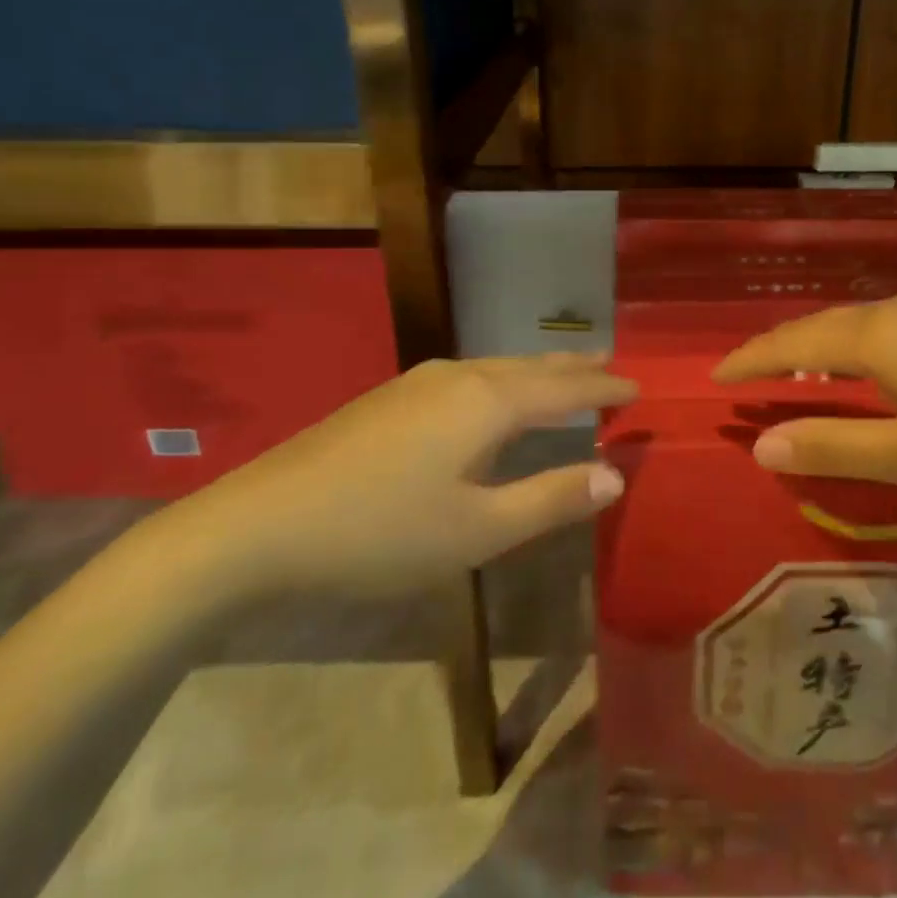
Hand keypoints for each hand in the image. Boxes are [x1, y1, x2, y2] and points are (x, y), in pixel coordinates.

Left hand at [159, 354, 636, 601]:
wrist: (258, 525)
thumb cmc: (380, 532)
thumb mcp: (477, 530)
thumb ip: (550, 500)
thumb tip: (615, 475)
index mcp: (488, 402)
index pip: (565, 387)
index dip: (604, 388)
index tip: (638, 388)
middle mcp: (459, 377)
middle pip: (531, 366)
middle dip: (573, 367)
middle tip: (609, 365)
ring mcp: (418, 383)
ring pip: (496, 368)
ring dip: (536, 372)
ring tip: (563, 374)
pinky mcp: (390, 399)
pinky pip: (469, 377)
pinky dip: (502, 382)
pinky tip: (492, 397)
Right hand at [713, 292, 896, 502]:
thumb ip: (833, 447)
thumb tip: (761, 444)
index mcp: (876, 337)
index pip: (792, 342)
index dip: (751, 360)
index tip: (716, 376)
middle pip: (820, 325)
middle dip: (779, 349)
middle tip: (747, 374)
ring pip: (855, 325)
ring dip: (817, 348)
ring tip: (795, 373)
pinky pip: (885, 330)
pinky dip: (853, 349)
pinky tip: (865, 371)